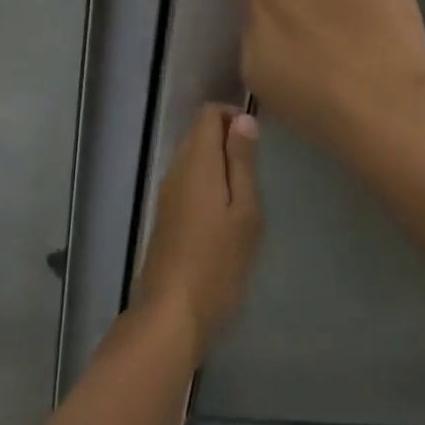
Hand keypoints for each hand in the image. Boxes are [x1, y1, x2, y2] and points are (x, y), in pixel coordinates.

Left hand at [133, 104, 262, 362]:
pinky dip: (208, 182)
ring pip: (193, 157)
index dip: (234, 116)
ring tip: (248, 191)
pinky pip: (187, 180)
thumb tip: (244, 119)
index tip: (259, 141)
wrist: (172, 310)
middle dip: (228, 139)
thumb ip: (242, 163)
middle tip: (259, 169)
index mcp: (196, 161)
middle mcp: (176, 168)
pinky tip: (226, 211)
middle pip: (198, 133)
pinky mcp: (165, 214)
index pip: (208, 113)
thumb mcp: (244, 211)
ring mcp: (166, 192)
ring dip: (219, 163)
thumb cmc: (218, 261)